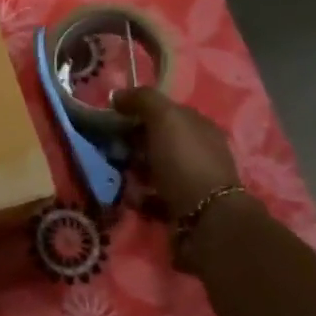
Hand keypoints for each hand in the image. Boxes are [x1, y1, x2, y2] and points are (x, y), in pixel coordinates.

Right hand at [113, 89, 241, 219]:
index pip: (165, 111)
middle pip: (157, 140)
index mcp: (199, 126)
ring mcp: (190, 179)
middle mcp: (198, 151)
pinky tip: (130, 196)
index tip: (113, 117)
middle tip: (110, 147)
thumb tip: (117, 95)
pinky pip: (152, 194)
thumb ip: (142, 99)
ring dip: (133, 169)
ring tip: (115, 173)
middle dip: (132, 142)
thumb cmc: (185, 161)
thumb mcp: (165, 118)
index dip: (139, 111)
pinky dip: (139, 195)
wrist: (205, 219)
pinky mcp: (181, 205)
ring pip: (152, 167)